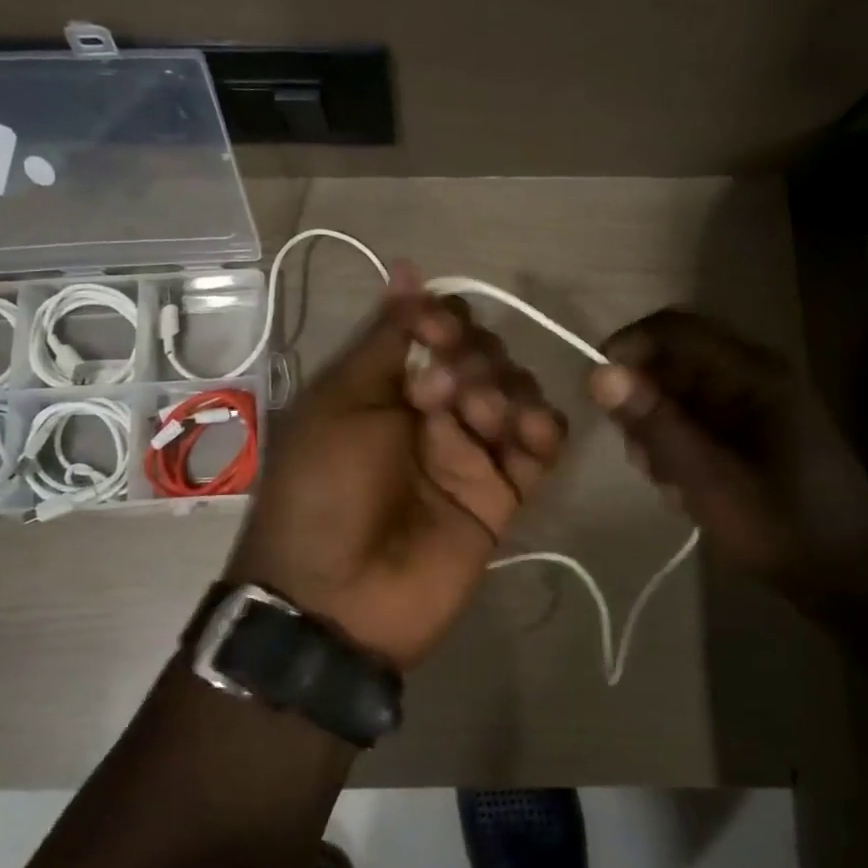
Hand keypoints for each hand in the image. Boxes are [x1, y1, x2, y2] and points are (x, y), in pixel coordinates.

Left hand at [226, 265, 568, 668]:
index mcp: (388, 382)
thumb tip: (406, 267)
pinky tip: (527, 432)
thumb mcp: (339, 402)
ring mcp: (469, 452)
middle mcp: (432, 409)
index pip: (438, 327)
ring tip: (478, 419)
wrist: (335, 600)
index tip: (435, 330)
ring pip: (516, 392)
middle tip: (441, 392)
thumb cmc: (323, 489)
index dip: (444, 319)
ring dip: (505, 390)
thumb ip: (385, 338)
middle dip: (472, 357)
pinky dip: (543, 429)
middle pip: (483, 354)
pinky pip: (541, 446)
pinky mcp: (501, 493)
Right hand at [586, 309, 867, 608]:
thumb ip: (655, 424)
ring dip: (659, 430)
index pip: (673, 329)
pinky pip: (698, 417)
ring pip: (681, 393)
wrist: (852, 580)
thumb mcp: (708, 480)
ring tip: (666, 480)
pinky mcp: (754, 429)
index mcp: (754, 373)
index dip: (627, 348)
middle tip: (638, 455)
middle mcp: (755, 375)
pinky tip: (684, 486)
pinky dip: (679, 445)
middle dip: (644, 402)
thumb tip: (598, 373)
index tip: (595, 392)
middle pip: (674, 360)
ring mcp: (756, 402)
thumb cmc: (782, 528)